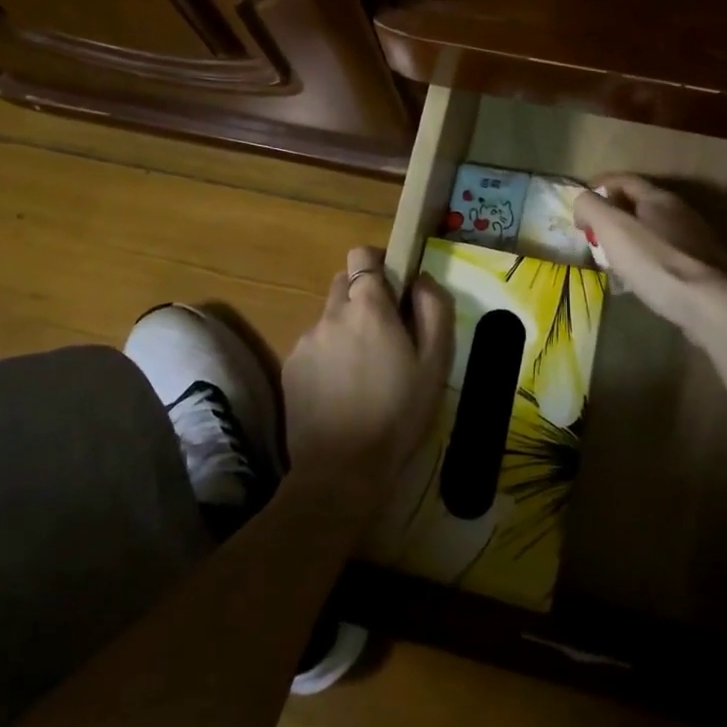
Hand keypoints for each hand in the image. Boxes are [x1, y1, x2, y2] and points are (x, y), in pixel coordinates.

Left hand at [282, 247, 453, 504]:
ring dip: (346, 328)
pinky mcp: (290, 367)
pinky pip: (313, 345)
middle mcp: (331, 314)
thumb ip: (434, 309)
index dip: (379, 266)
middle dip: (363, 297)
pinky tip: (341, 390)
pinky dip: (328, 355)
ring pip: (329, 316)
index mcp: (368, 307)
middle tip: (385, 334)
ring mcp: (305, 340)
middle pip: (343, 283)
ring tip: (363, 370)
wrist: (341, 470)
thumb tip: (421, 279)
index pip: (362, 255)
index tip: (396, 291)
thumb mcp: (435, 363)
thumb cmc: (398, 414)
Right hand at [573, 174, 726, 330]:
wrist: (710, 304)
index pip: (624, 180)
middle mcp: (682, 212)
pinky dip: (648, 258)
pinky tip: (642, 277)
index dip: (599, 186)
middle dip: (614, 214)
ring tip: (614, 257)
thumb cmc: (655, 261)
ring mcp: (697, 240)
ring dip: (632, 237)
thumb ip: (592, 207)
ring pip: (656, 230)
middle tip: (593, 233)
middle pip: (641, 204)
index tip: (579, 204)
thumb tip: (583, 201)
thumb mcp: (612, 228)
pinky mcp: (706, 268)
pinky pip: (668, 254)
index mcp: (659, 198)